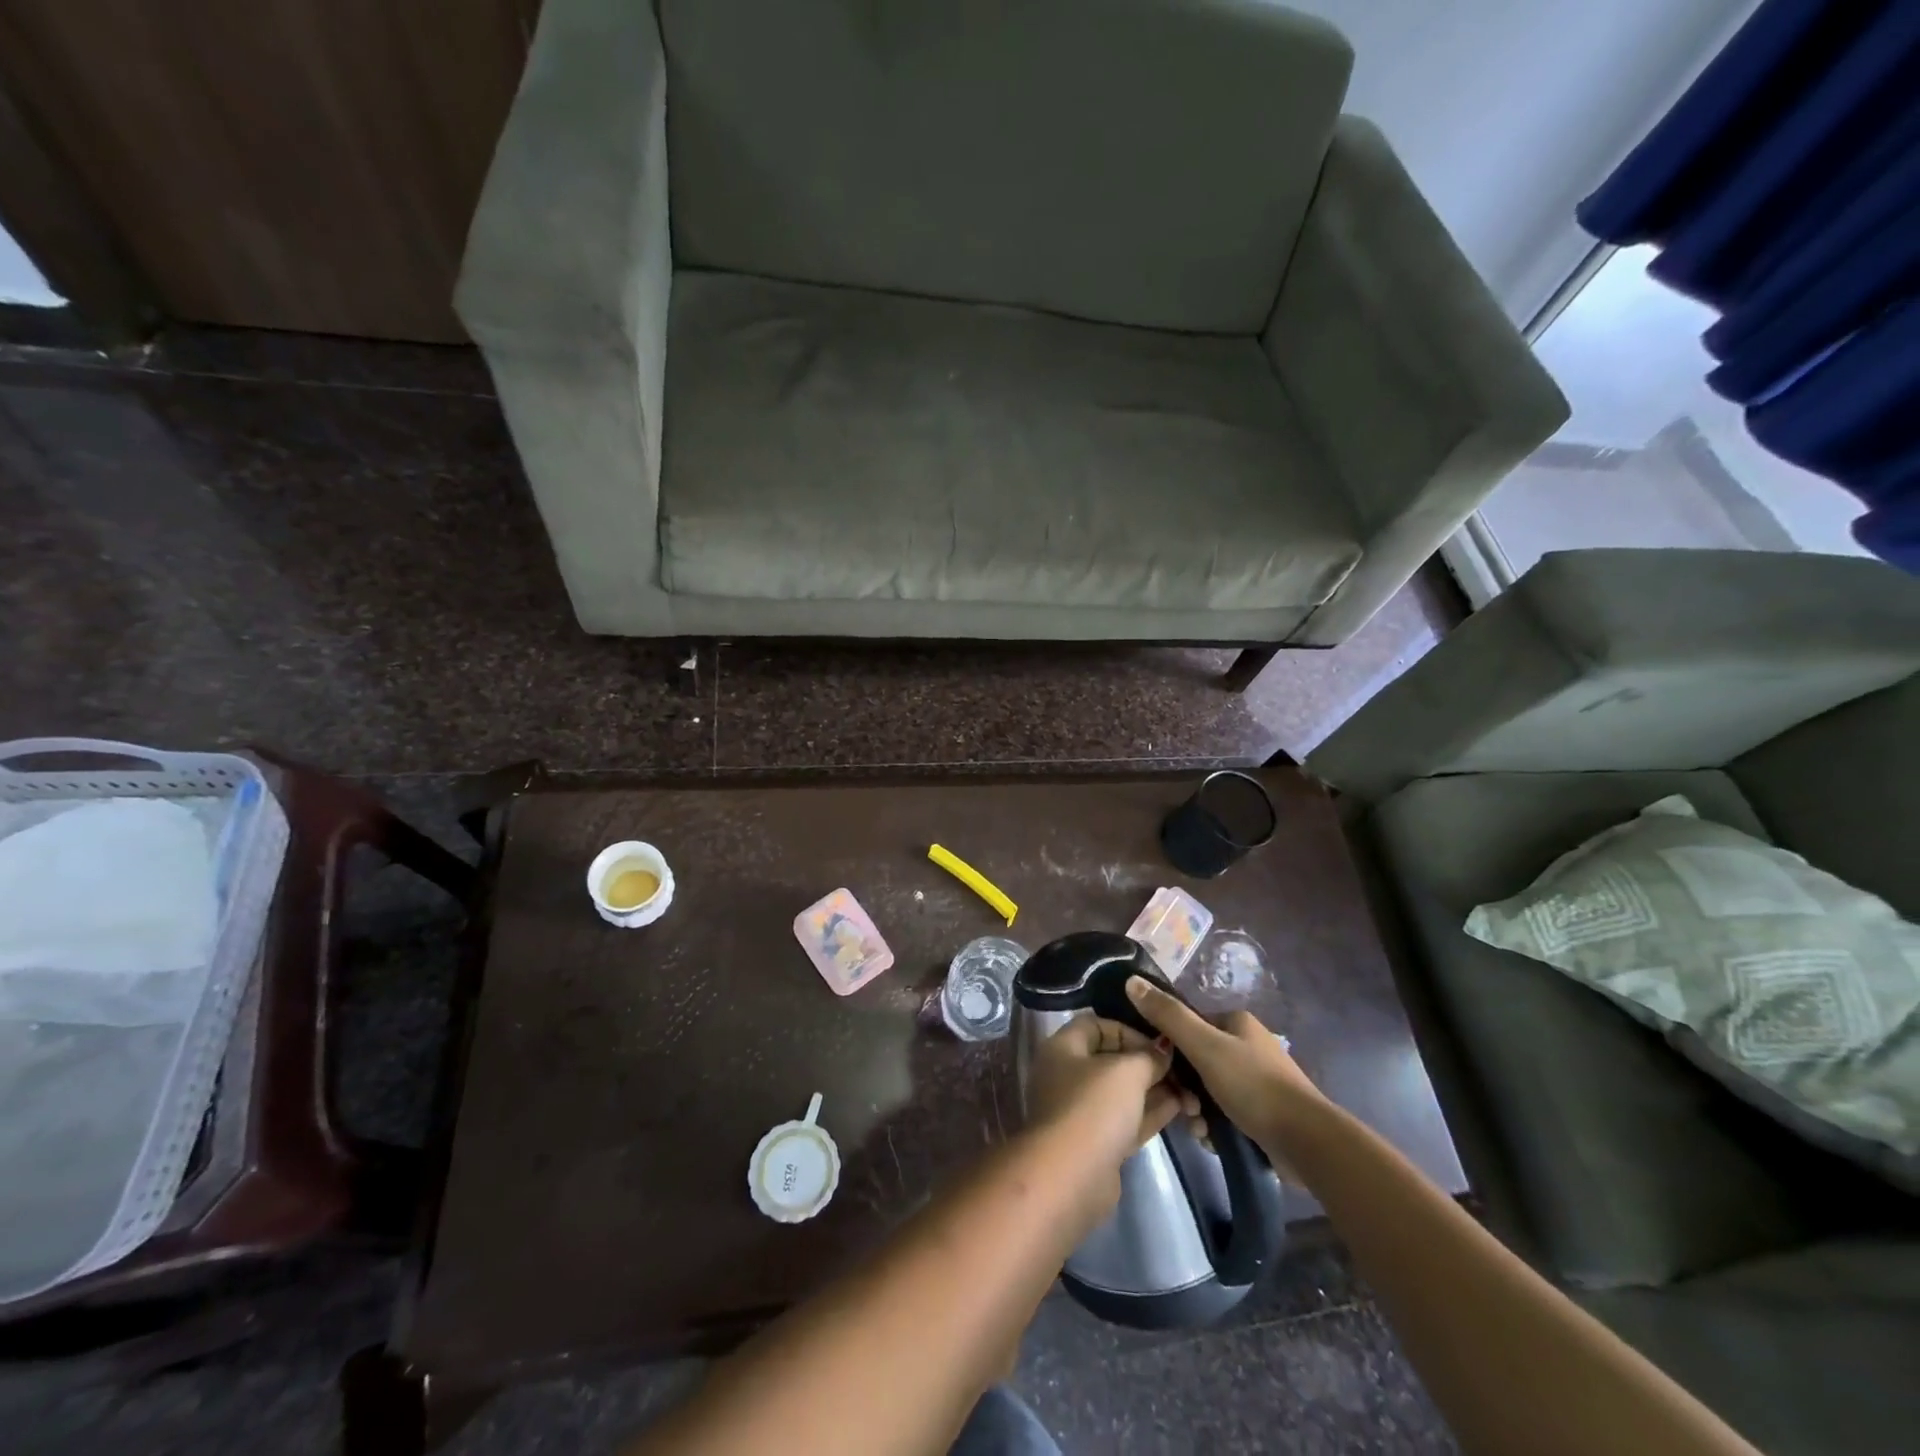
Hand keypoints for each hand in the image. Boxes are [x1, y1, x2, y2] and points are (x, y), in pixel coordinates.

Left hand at [1025, 1012, 1192, 1186]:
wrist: (1071, 1177)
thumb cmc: (1094, 1107)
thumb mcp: (1126, 1072)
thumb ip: (1148, 1056)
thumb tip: (1163, 1048)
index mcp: (1063, 1048)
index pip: (1097, 1025)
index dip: (1129, 1031)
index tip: (1159, 1044)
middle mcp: (1068, 1075)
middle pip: (1112, 1060)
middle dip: (1148, 1064)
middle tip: (1184, 1071)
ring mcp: (1081, 1111)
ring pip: (1123, 1093)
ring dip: (1155, 1090)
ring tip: (1192, 1092)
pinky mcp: (1097, 1143)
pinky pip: (1126, 1119)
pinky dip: (1150, 1112)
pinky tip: (1180, 1108)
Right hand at [1124, 976, 1326, 1157]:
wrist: (1307, 1141)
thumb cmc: (1253, 1085)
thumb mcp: (1204, 1046)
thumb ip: (1168, 1016)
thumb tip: (1131, 981)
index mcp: (1236, 1022)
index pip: (1188, 1026)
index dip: (1170, 1050)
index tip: (1163, 1075)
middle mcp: (1247, 1044)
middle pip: (1196, 1061)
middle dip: (1186, 1088)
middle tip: (1185, 1109)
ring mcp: (1258, 1078)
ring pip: (1208, 1089)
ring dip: (1199, 1110)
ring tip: (1200, 1130)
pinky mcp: (1264, 1111)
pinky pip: (1226, 1111)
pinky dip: (1216, 1125)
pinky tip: (1214, 1139)